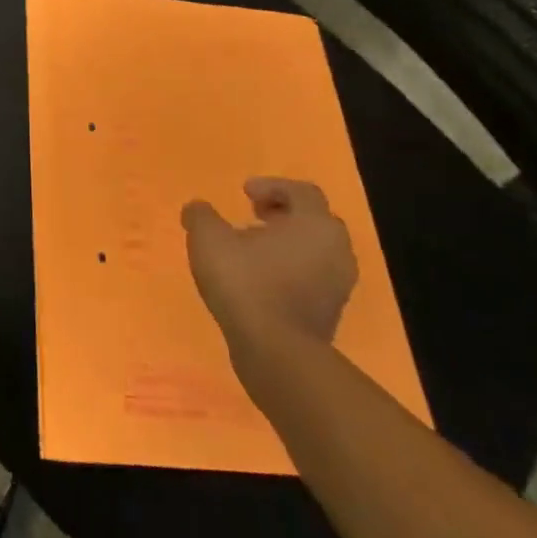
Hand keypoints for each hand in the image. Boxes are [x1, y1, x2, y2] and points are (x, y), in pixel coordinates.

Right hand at [182, 178, 357, 356]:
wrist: (277, 351)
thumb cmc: (246, 283)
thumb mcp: (208, 240)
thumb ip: (201, 216)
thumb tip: (197, 208)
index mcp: (314, 224)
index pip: (302, 191)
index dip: (272, 186)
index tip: (244, 193)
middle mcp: (337, 249)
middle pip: (314, 220)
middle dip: (283, 214)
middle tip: (253, 216)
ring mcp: (339, 284)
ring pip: (315, 250)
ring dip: (286, 243)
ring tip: (251, 250)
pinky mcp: (331, 312)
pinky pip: (313, 277)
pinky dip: (290, 269)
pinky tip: (259, 280)